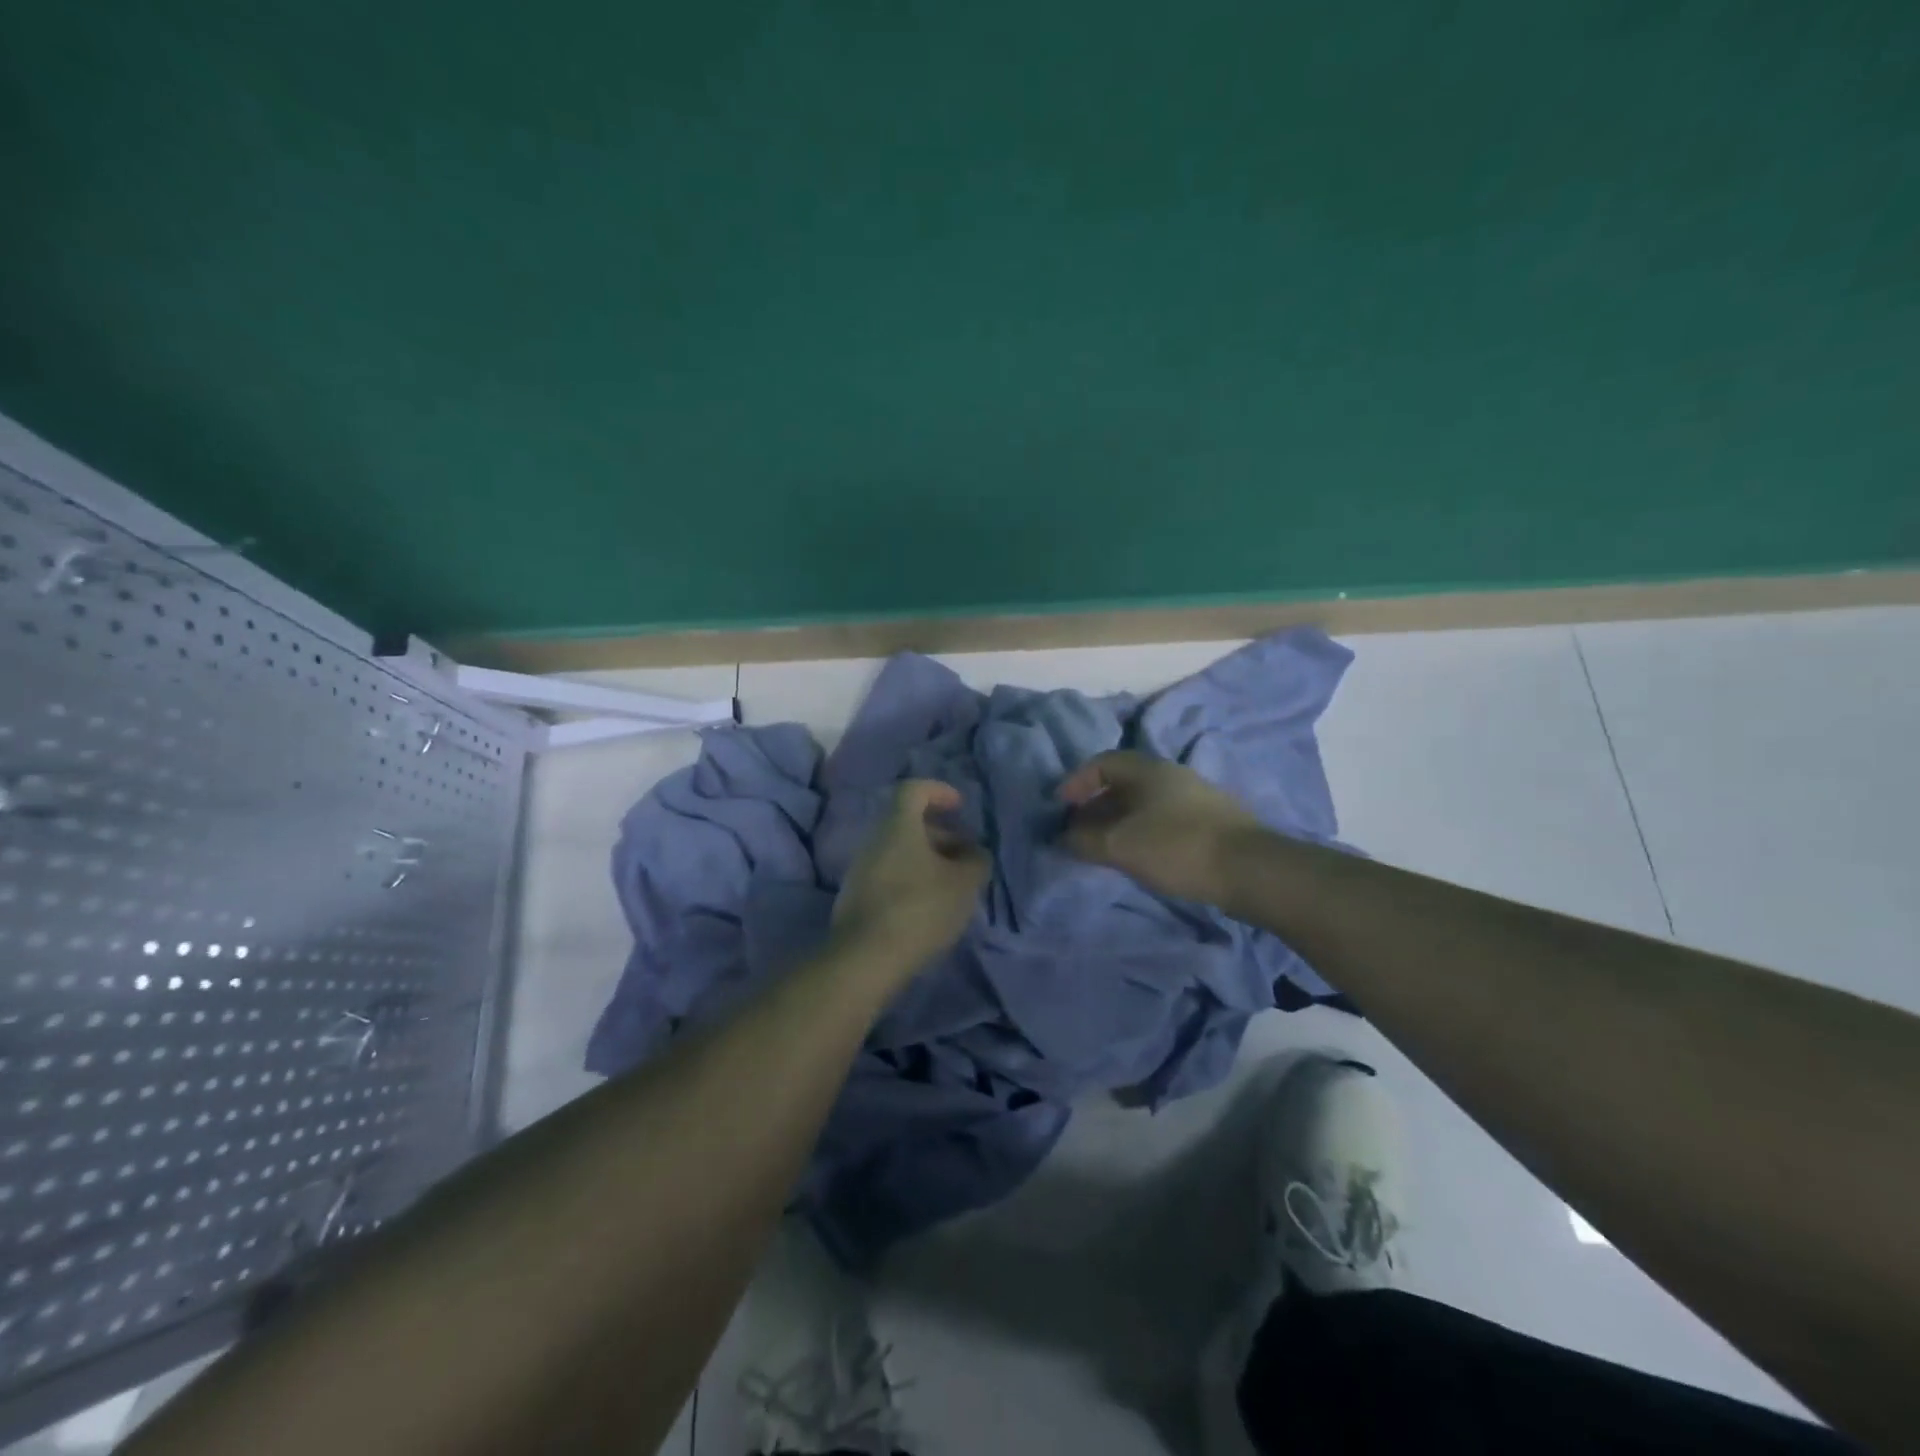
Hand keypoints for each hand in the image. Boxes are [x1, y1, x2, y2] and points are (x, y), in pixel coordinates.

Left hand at [831, 780, 990, 978]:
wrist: (866, 958)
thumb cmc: (920, 908)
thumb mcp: (964, 883)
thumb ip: (976, 861)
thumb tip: (975, 853)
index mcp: (898, 826)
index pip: (914, 790)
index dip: (939, 792)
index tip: (960, 806)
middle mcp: (874, 840)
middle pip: (908, 824)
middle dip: (941, 834)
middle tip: (966, 856)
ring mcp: (861, 870)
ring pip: (899, 852)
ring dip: (928, 860)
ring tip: (954, 886)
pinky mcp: (856, 899)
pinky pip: (889, 875)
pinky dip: (912, 880)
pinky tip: (930, 907)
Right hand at [1056, 751, 1263, 903]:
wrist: (1250, 869)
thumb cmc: (1177, 847)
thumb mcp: (1121, 845)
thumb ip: (1085, 840)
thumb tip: (1064, 836)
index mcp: (1148, 769)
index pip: (1102, 762)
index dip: (1076, 781)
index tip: (1060, 807)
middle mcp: (1171, 775)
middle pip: (1124, 782)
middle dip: (1095, 804)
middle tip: (1078, 830)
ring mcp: (1195, 797)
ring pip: (1145, 802)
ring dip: (1119, 820)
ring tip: (1105, 847)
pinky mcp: (1211, 822)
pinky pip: (1163, 818)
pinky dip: (1142, 831)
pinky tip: (1140, 856)